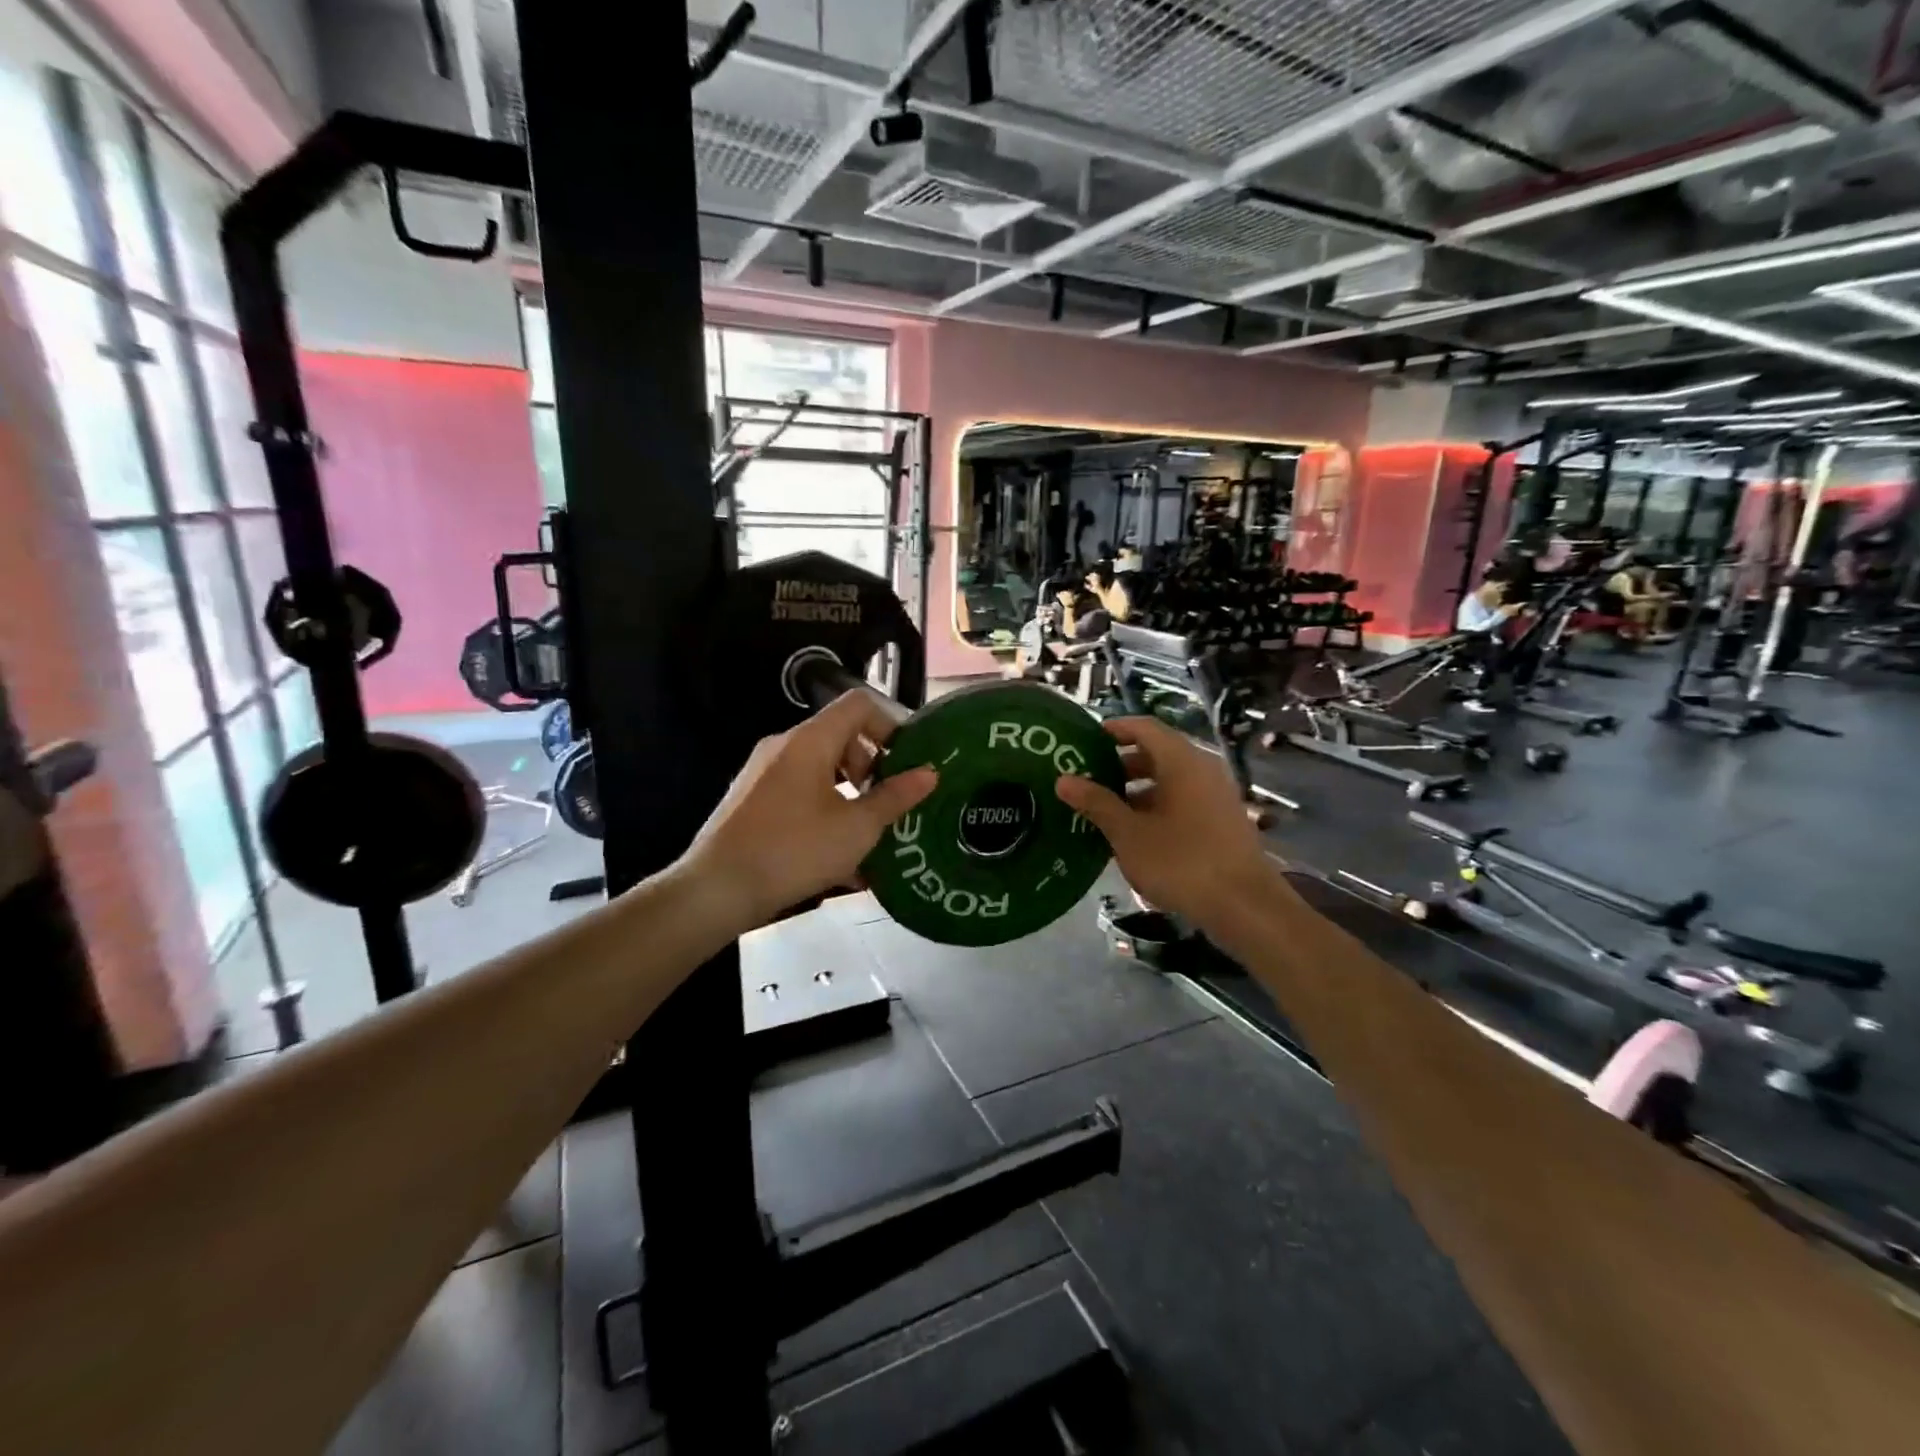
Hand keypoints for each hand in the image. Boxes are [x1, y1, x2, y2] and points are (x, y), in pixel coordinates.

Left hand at [681, 690, 936, 927]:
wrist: (716, 889)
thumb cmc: (793, 851)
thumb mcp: (856, 828)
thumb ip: (895, 797)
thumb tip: (929, 773)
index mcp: (810, 740)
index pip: (859, 704)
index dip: (891, 724)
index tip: (908, 762)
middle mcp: (784, 746)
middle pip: (841, 736)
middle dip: (873, 765)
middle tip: (889, 802)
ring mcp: (764, 772)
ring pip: (821, 768)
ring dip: (851, 792)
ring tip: (869, 833)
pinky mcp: (752, 799)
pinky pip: (800, 791)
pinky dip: (826, 809)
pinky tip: (838, 853)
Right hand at [1054, 717, 1280, 927]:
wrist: (1244, 906)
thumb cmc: (1181, 862)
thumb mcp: (1128, 834)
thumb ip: (1096, 803)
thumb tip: (1063, 780)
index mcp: (1181, 761)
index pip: (1144, 727)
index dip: (1114, 729)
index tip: (1084, 741)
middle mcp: (1203, 769)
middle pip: (1157, 753)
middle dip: (1120, 763)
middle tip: (1087, 779)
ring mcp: (1216, 794)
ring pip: (1170, 779)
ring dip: (1136, 789)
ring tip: (1104, 809)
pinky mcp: (1222, 820)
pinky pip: (1183, 799)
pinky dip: (1156, 806)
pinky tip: (1134, 833)